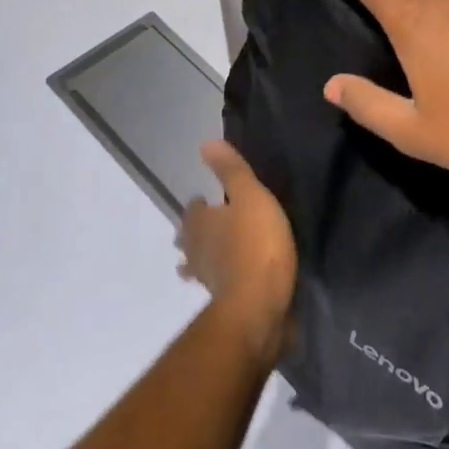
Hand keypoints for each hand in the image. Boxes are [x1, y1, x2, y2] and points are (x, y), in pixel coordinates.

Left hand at [176, 141, 296, 361]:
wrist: (260, 304)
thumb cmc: (256, 243)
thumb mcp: (250, 196)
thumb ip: (230, 171)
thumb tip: (206, 143)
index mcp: (201, 223)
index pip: (192, 210)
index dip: (198, 205)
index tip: (206, 200)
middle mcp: (197, 251)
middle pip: (189, 239)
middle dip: (193, 232)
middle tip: (203, 226)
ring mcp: (208, 280)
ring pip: (197, 265)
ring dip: (200, 259)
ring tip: (208, 257)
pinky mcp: (224, 302)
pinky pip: (217, 284)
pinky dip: (219, 279)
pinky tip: (231, 280)